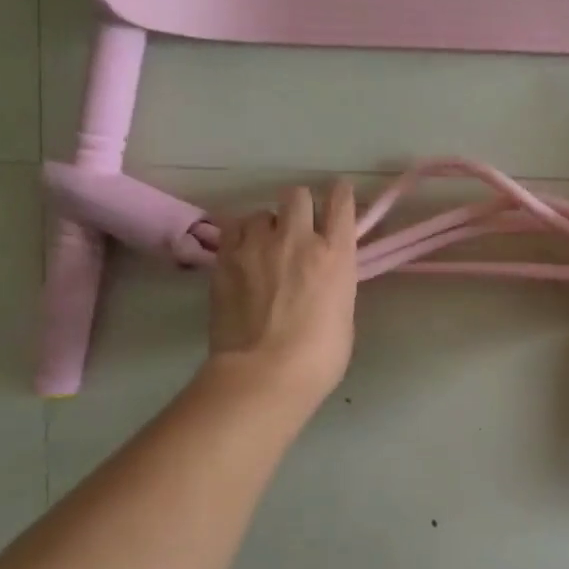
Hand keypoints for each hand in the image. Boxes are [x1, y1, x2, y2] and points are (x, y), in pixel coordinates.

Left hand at [205, 182, 358, 414]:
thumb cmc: (319, 357)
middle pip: (297, 195)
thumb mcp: (343, 314)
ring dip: (266, 226)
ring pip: (261, 212)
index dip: (340, 195)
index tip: (338, 196)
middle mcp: (299, 238)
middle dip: (299, 207)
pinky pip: (233, 228)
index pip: (341, 203)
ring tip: (263, 247)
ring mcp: (258, 245)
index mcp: (336, 254)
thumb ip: (334, 284)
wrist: (265, 373)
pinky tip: (242, 253)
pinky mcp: (226, 258)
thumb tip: (322, 279)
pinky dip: (240, 236)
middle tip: (296, 229)